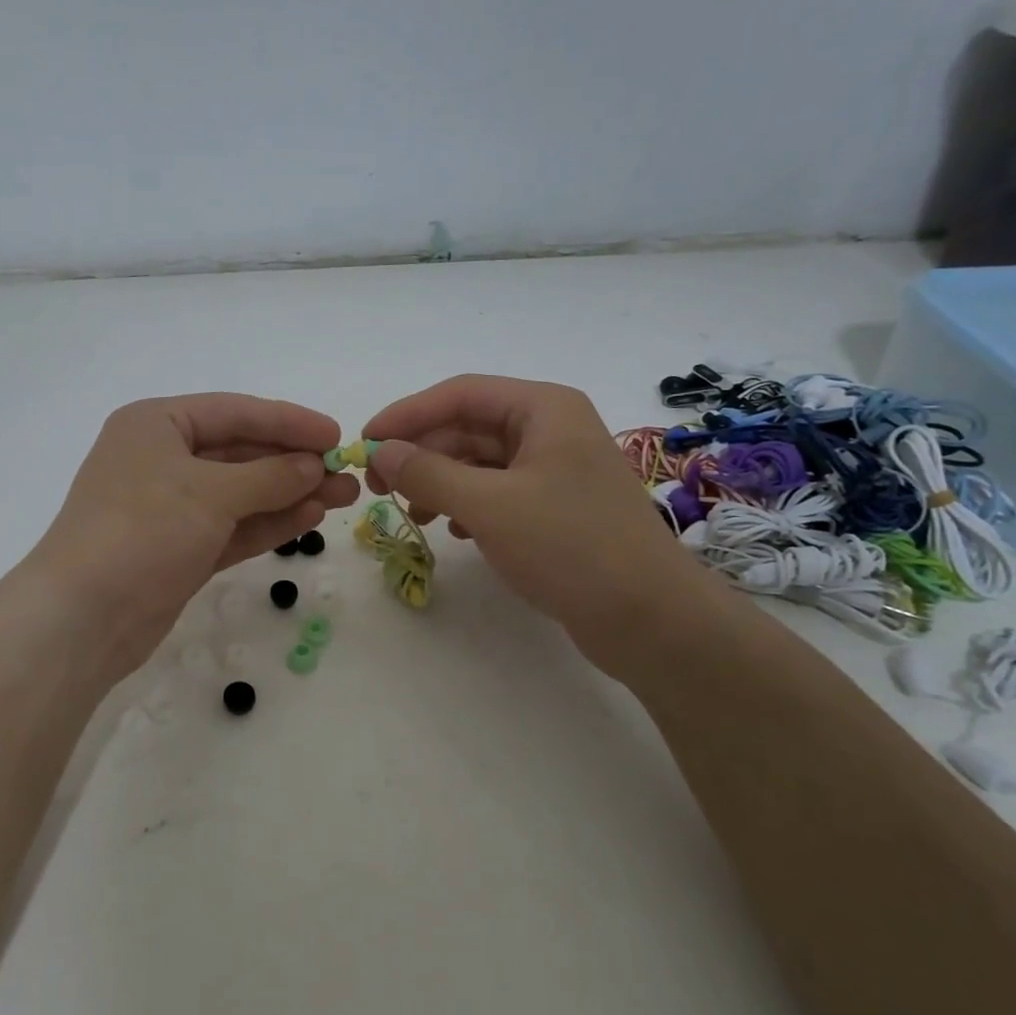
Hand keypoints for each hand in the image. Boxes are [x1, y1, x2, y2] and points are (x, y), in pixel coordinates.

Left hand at [25, 394, 360, 677]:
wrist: (84, 617)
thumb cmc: (143, 530)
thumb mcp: (210, 493)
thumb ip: (269, 475)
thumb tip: (313, 466)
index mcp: (157, 425)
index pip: (235, 412)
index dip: (288, 422)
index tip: (336, 434)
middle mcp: (162, 459)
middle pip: (240, 452)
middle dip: (294, 463)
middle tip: (348, 473)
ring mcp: (170, 507)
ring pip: (241, 493)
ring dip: (289, 493)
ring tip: (342, 497)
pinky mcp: (180, 549)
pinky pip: (233, 526)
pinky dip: (268, 522)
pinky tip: (309, 518)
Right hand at [364, 374, 705, 678]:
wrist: (650, 619)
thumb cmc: (570, 547)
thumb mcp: (489, 506)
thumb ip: (428, 473)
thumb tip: (380, 452)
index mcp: (544, 409)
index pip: (460, 394)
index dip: (407, 414)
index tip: (365, 441)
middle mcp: (551, 429)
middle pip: (468, 427)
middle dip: (421, 453)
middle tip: (378, 485)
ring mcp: (556, 469)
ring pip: (480, 462)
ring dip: (439, 481)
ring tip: (412, 514)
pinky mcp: (556, 507)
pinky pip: (497, 491)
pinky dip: (467, 504)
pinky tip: (454, 530)